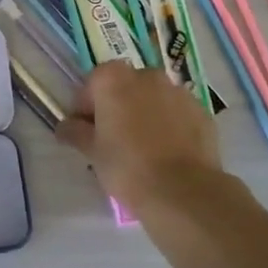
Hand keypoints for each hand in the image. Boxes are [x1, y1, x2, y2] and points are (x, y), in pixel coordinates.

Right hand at [58, 63, 231, 217]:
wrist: (183, 191)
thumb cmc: (127, 166)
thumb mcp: (92, 151)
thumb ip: (75, 132)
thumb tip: (66, 126)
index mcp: (113, 79)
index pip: (91, 85)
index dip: (85, 108)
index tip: (85, 132)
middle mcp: (146, 75)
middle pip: (124, 87)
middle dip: (117, 106)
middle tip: (113, 138)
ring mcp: (178, 91)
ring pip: (153, 98)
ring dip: (145, 113)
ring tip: (143, 147)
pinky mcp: (202, 111)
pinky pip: (177, 113)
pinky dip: (170, 124)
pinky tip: (167, 152)